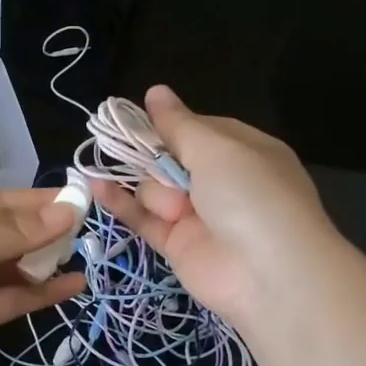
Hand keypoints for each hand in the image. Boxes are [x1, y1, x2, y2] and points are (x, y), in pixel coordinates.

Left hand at [0, 189, 83, 365]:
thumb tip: (68, 211)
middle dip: (50, 229)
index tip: (84, 200)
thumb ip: (10, 232)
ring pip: (20, 266)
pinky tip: (74, 286)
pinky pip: (17, 299)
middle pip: (16, 232)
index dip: (42, 200)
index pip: (5, 201)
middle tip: (93, 230)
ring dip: (50, 260)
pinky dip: (44, 293)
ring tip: (88, 255)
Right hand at [90, 85, 338, 328]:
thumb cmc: (251, 196)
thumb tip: (155, 91)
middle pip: (169, 157)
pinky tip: (95, 185)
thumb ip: (179, 125)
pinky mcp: (177, 244)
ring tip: (177, 209)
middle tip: (152, 162)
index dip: (169, 124)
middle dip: (156, 158)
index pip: (197, 128)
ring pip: (154, 188)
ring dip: (156, 191)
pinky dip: (120, 203)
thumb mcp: (218, 149)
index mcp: (243, 151)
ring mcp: (197, 214)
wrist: (269, 274)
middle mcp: (220, 181)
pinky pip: (143, 218)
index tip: (137, 117)